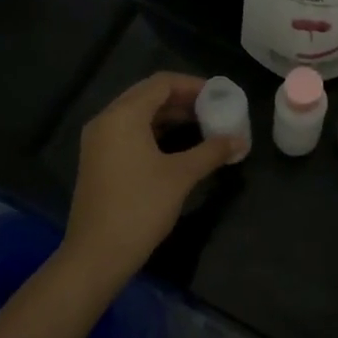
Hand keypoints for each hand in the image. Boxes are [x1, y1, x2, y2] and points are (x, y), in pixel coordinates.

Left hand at [61, 73, 244, 284]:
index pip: (161, 83)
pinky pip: (129, 132)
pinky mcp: (98, 160)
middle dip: (182, 100)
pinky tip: (178, 146)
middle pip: (148, 95)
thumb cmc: (140, 207)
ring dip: (169, 116)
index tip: (219, 95)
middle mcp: (106, 120)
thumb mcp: (181, 176)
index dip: (193, 85)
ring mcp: (98, 141)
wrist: (97, 254)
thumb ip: (212, 152)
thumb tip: (240, 140)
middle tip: (213, 109)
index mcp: (123, 115)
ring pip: (138, 115)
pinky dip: (154, 132)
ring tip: (202, 126)